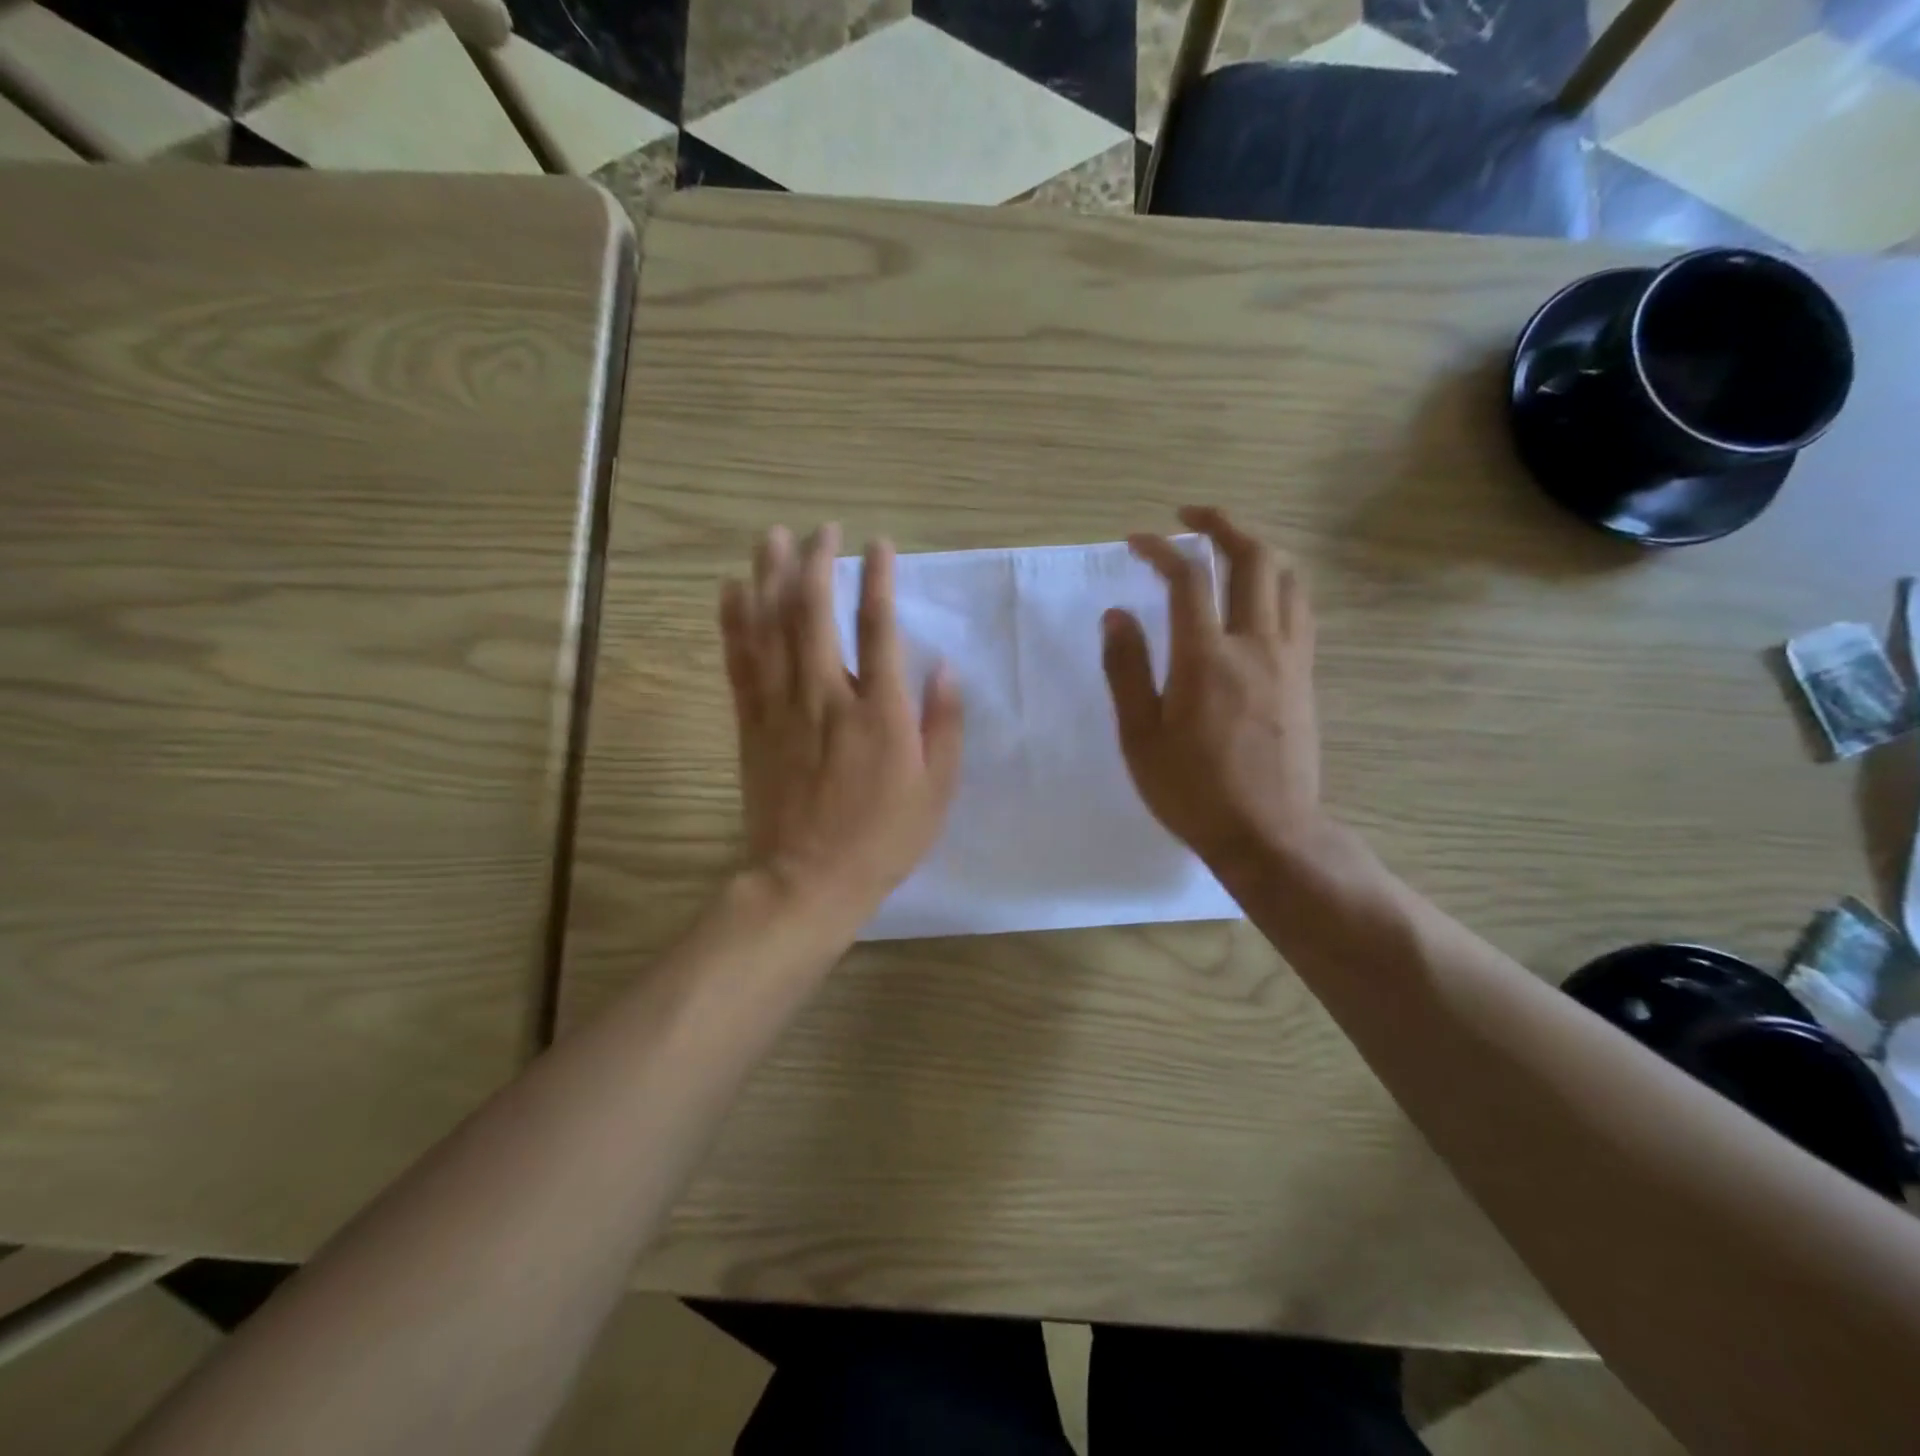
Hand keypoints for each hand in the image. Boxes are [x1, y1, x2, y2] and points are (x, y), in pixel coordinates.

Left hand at [720, 525, 963, 931]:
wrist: (808, 879)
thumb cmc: (883, 838)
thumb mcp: (936, 790)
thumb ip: (944, 726)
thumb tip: (945, 669)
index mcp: (879, 711)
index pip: (878, 627)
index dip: (878, 578)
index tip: (879, 545)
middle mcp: (827, 695)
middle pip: (815, 612)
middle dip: (818, 562)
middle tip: (822, 528)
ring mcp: (782, 707)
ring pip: (771, 627)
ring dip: (770, 577)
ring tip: (772, 538)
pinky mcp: (752, 723)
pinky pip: (739, 661)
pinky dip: (734, 621)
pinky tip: (731, 590)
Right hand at [1101, 507, 1325, 872]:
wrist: (1269, 833)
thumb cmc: (1192, 791)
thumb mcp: (1139, 737)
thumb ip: (1126, 670)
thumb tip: (1117, 614)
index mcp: (1206, 658)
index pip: (1187, 577)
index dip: (1160, 548)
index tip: (1136, 541)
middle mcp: (1255, 644)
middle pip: (1253, 557)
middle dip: (1222, 523)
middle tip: (1191, 516)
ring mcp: (1289, 658)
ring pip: (1287, 578)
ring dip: (1257, 548)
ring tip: (1228, 546)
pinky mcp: (1305, 677)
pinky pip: (1299, 609)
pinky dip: (1277, 584)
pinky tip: (1258, 595)